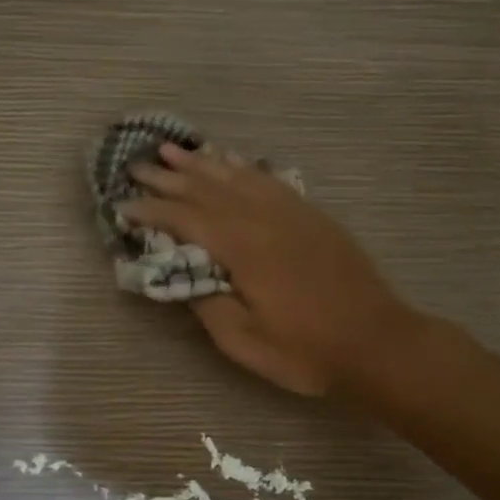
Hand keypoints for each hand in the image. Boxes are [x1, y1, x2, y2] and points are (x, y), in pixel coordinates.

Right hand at [122, 145, 407, 395]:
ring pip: (236, 176)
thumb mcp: (244, 341)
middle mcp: (264, 218)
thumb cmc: (306, 350)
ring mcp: (291, 212)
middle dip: (168, 177)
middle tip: (136, 165)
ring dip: (201, 162)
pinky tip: (230, 160)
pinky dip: (242, 167)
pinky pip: (268, 179)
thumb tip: (182, 275)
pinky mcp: (310, 215)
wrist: (377, 342)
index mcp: (243, 248)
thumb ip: (207, 303)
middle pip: (207, 188)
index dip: (151, 210)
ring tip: (172, 150)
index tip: (123, 205)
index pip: (186, 219)